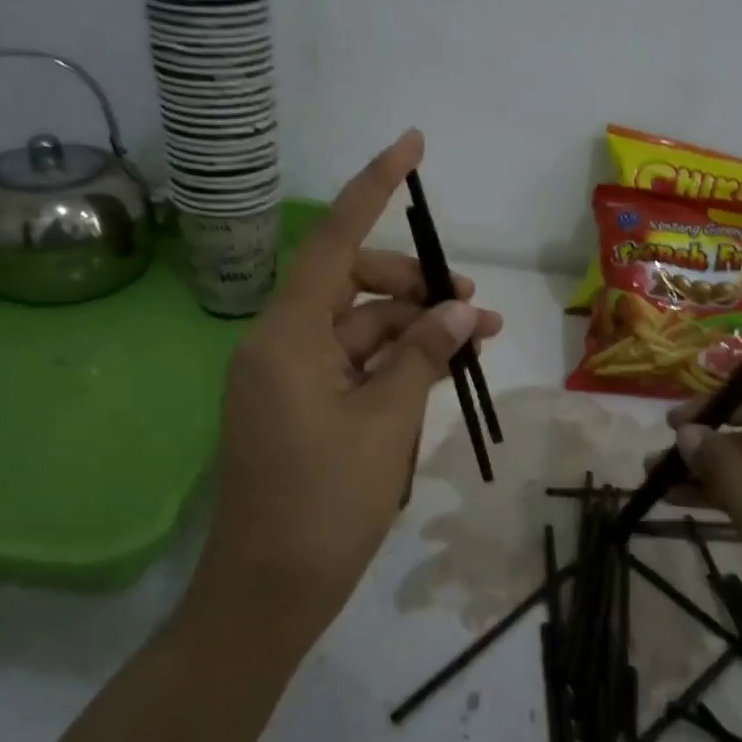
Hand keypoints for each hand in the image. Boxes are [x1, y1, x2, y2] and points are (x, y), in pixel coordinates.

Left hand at [193, 130, 503, 657]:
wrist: (266, 596)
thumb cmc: (323, 505)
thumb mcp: (386, 421)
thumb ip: (423, 354)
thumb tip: (463, 313)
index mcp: (287, 335)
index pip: (335, 240)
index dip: (373, 188)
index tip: (410, 145)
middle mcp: (279, 344)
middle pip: (353, 285)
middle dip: (415, 287)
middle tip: (474, 308)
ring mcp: (287, 378)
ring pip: (359, 329)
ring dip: (414, 330)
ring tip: (475, 343)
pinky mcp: (298, 408)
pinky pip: (351, 365)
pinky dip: (394, 363)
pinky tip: (440, 370)